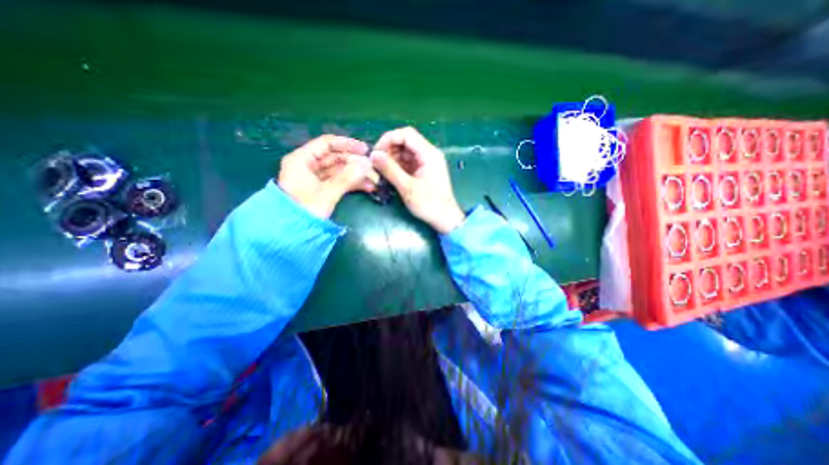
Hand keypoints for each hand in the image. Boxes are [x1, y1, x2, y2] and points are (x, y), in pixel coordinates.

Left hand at [282, 135, 378, 217]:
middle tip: (372, 168)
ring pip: (339, 171)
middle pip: (335, 158)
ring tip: (374, 181)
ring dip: (356, 175)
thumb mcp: (326, 193)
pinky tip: (367, 187)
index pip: (326, 144)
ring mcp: (315, 179)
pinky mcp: (321, 190)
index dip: (347, 145)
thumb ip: (347, 178)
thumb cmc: (305, 210)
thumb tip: (366, 165)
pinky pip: (339, 182)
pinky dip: (352, 184)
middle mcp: (307, 166)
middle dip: (355, 163)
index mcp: (302, 160)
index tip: (365, 150)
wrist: (291, 233)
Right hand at [370, 127, 464, 234]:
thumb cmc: (429, 204)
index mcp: (428, 154)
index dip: (389, 139)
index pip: (406, 134)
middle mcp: (428, 154)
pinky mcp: (423, 171)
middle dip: (389, 150)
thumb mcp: (407, 187)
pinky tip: (389, 175)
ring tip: (381, 171)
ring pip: (405, 152)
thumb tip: (373, 155)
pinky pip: (407, 162)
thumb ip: (390, 170)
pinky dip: (397, 166)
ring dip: (391, 159)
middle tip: (376, 164)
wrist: (445, 218)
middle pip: (405, 142)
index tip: (376, 153)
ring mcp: (426, 163)